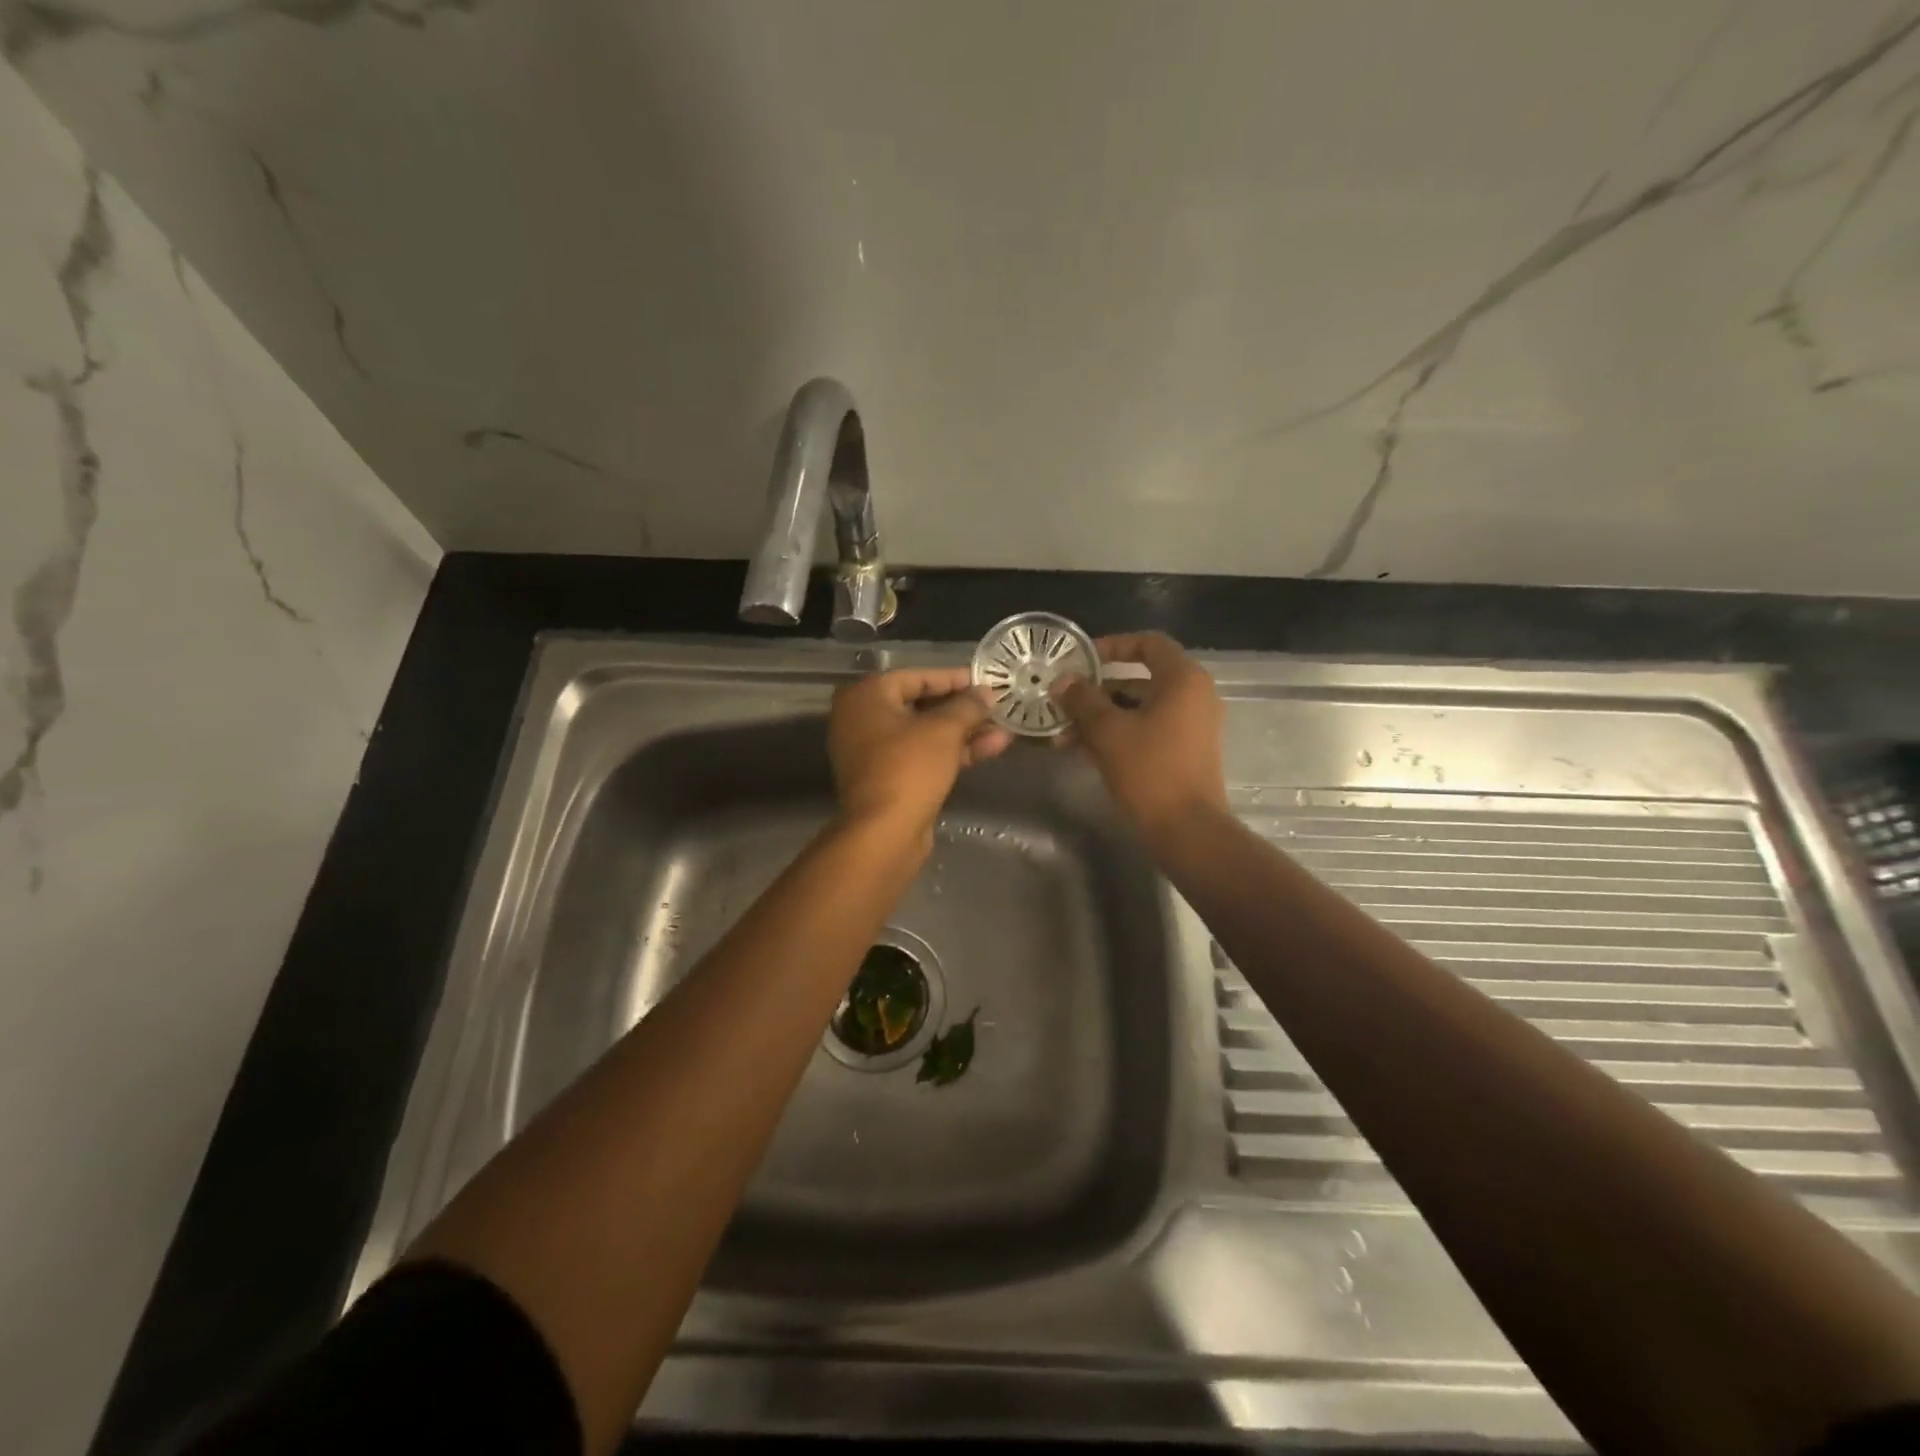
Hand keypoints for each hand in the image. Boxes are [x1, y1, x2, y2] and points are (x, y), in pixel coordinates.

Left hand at [828, 667, 1011, 845]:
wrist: (884, 833)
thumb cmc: (909, 768)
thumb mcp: (944, 730)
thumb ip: (968, 706)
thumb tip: (986, 693)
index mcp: (866, 696)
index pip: (917, 677)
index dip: (954, 678)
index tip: (985, 681)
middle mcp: (862, 719)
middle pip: (920, 705)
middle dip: (963, 709)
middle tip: (996, 706)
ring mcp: (873, 751)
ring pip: (925, 734)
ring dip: (964, 732)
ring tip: (1004, 728)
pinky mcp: (888, 778)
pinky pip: (922, 755)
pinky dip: (951, 751)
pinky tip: (991, 747)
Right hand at [1051, 632, 1227, 844]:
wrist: (1187, 830)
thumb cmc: (1150, 771)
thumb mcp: (1108, 731)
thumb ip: (1082, 700)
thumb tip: (1062, 681)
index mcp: (1183, 680)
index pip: (1147, 643)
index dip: (1112, 645)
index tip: (1080, 659)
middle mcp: (1193, 696)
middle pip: (1139, 678)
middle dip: (1096, 690)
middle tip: (1062, 700)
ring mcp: (1190, 725)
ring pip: (1138, 708)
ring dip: (1100, 716)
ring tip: (1062, 733)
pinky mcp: (1183, 751)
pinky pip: (1145, 729)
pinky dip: (1116, 733)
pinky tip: (1080, 749)